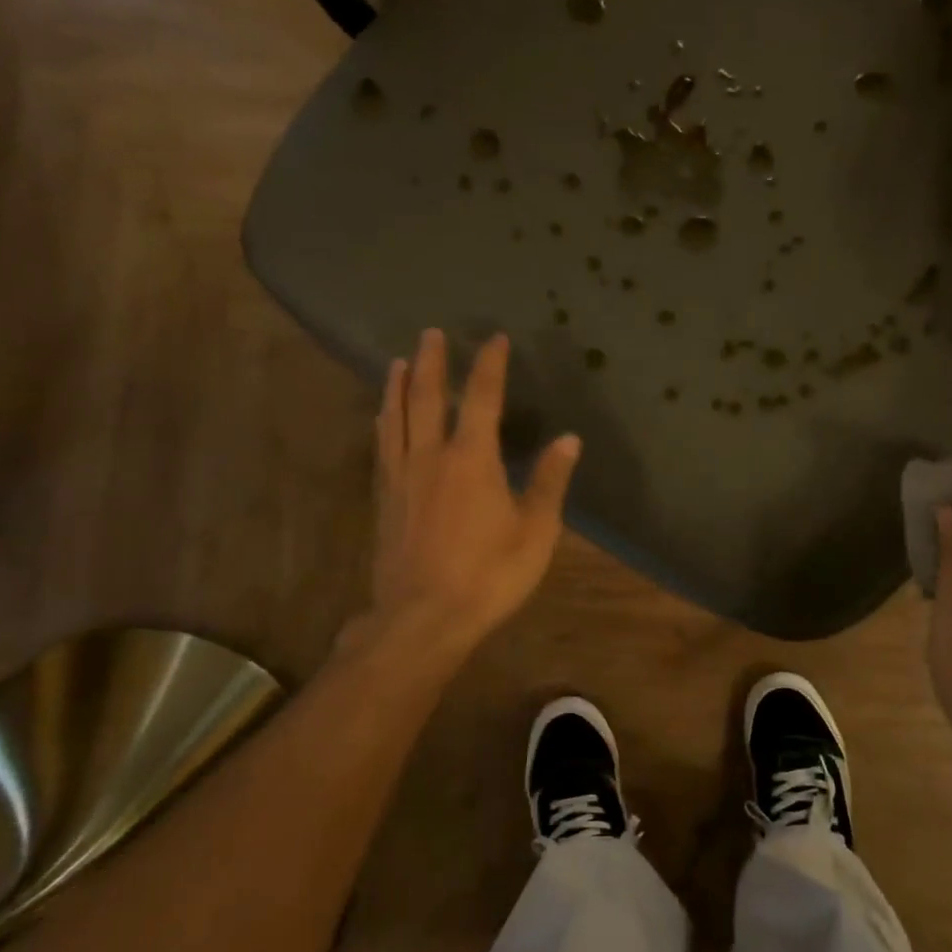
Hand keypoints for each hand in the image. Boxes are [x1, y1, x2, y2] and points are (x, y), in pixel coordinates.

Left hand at [365, 329, 580, 654]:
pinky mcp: (384, 499)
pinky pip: (382, 447)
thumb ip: (549, 482)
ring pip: (396, 418)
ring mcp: (402, 477)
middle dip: (433, 362)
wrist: (422, 618)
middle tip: (432, 333)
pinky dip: (383, 423)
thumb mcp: (535, 532)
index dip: (490, 365)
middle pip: (428, 397)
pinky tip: (381, 418)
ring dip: (398, 386)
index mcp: (472, 459)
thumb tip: (569, 439)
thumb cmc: (489, 575)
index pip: (482, 398)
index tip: (495, 339)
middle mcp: (431, 456)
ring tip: (399, 362)